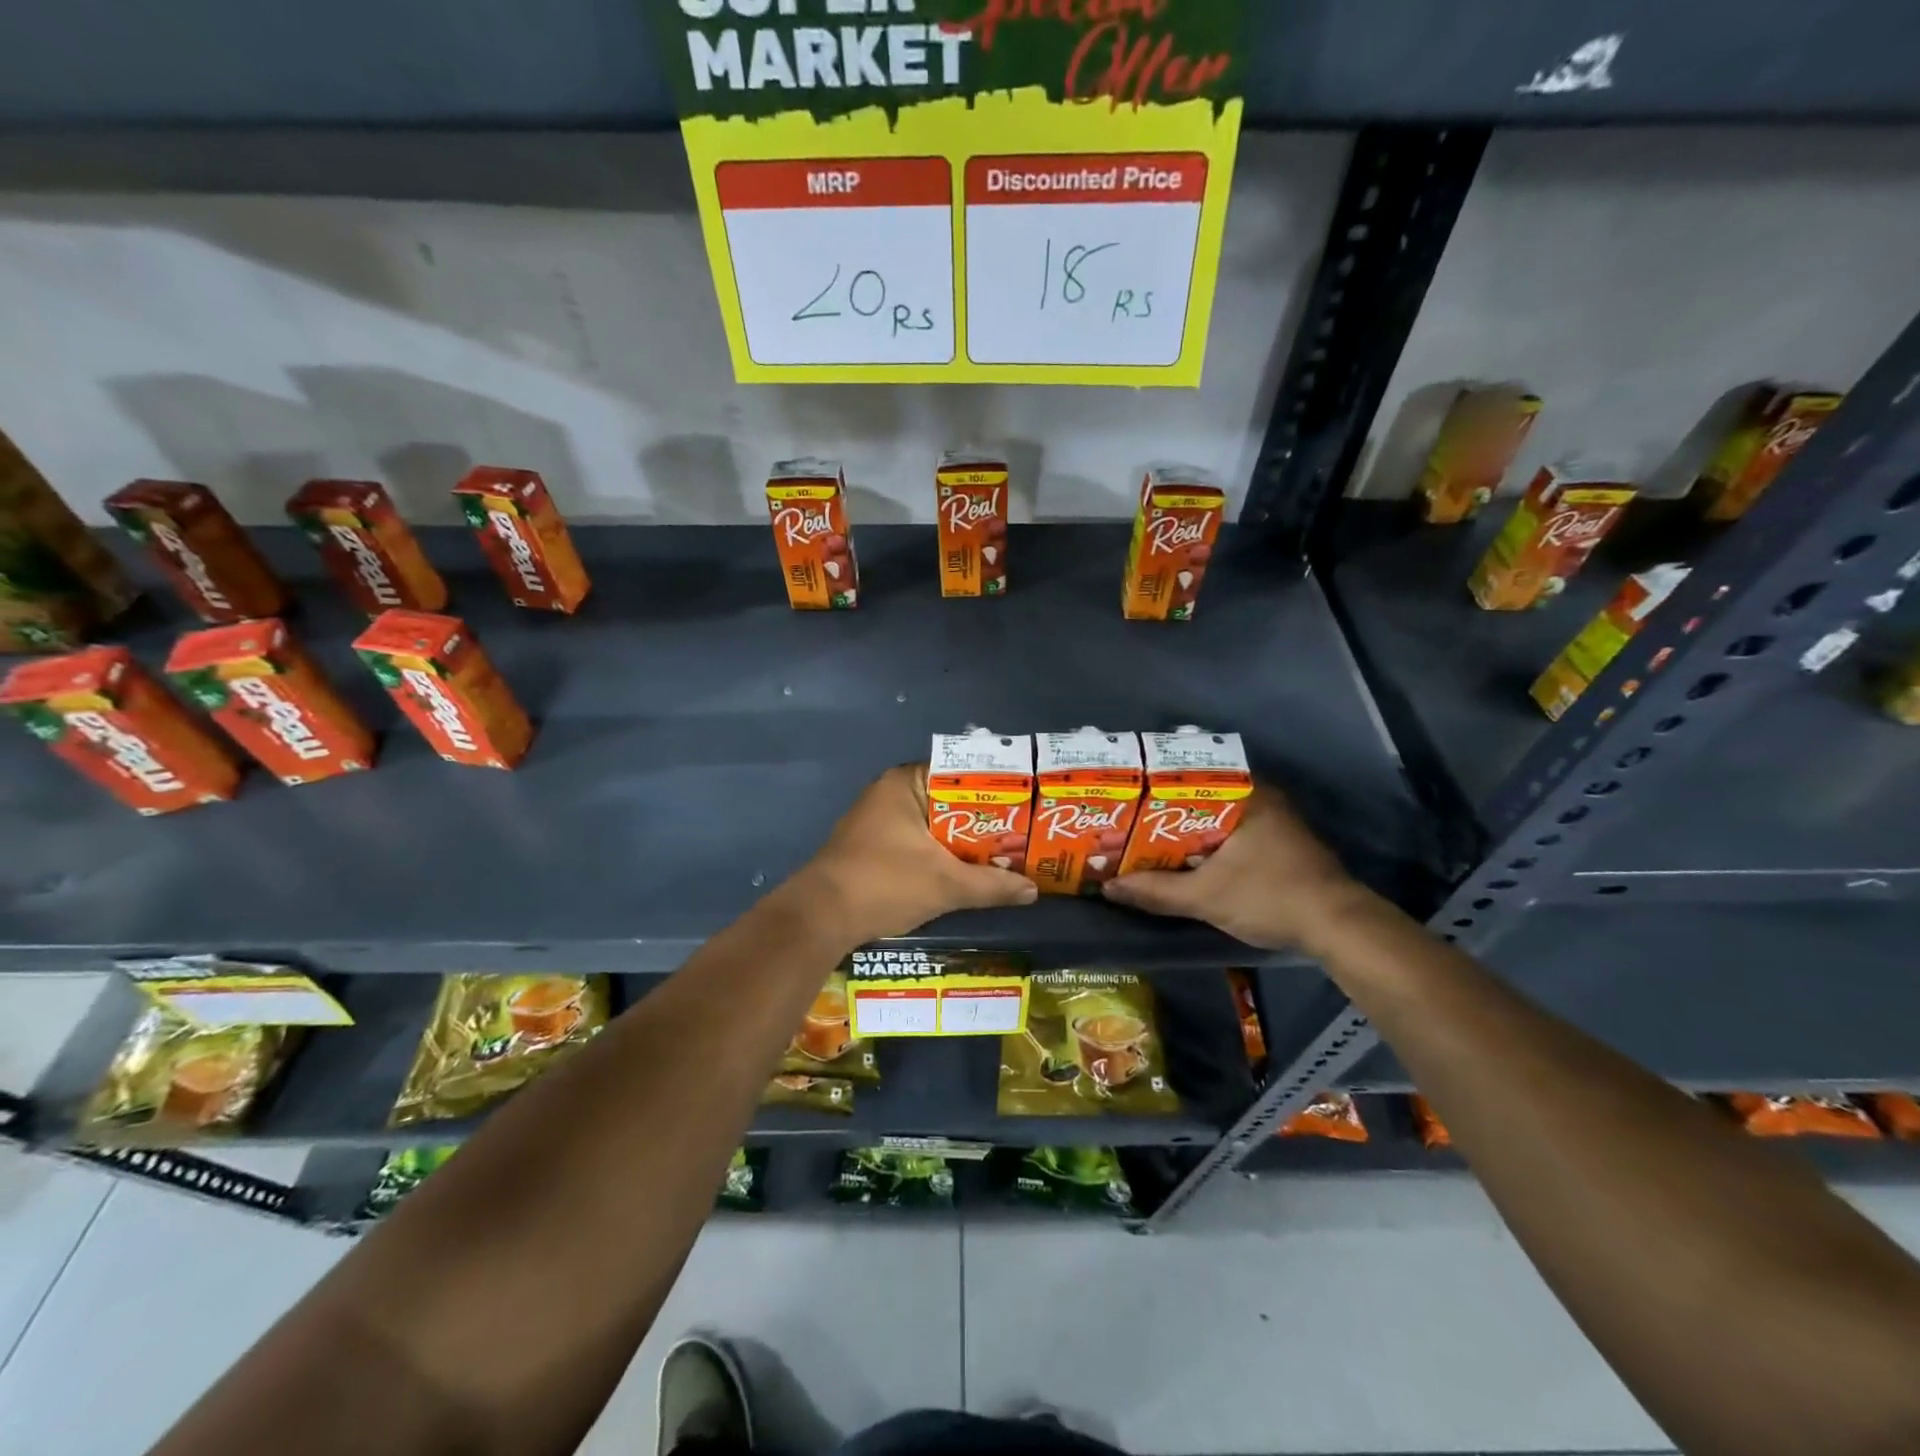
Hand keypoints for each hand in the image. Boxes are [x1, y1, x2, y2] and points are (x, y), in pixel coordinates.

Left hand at [791, 764, 1036, 945]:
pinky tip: (967, 872)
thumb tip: (1033, 890)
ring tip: (1005, 855)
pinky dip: (941, 854)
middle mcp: (890, 794)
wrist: (821, 918)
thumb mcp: (946, 884)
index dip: (995, 790)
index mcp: (904, 783)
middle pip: (949, 802)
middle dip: (983, 822)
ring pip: (934, 826)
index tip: (1025, 806)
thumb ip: (991, 884)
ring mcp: (878, 821)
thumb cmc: (885, 883)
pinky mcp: (873, 847)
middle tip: (1022, 835)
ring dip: (963, 842)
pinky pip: (918, 842)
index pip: (960, 774)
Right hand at [1102, 784, 1364, 951]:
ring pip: (1213, 817)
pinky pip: (1228, 833)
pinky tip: (1179, 857)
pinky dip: (1203, 843)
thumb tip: (1109, 887)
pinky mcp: (1277, 844)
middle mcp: (1260, 798)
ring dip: (1182, 830)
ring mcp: (1272, 820)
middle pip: (1197, 798)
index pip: (1187, 777)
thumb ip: (1156, 890)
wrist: (1338, 927)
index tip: (1121, 797)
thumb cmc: (1270, 897)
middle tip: (1124, 820)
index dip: (1150, 789)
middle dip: (1161, 812)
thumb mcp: (1206, 897)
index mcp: (1245, 794)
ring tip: (1142, 838)